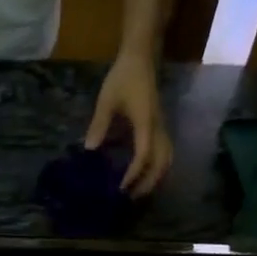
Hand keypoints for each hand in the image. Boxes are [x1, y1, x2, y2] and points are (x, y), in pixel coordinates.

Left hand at [85, 51, 172, 194]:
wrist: (141, 57)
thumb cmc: (123, 77)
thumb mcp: (106, 100)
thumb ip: (99, 125)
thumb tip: (90, 150)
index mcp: (146, 123)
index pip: (144, 154)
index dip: (134, 173)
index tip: (122, 187)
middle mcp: (158, 127)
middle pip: (161, 162)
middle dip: (148, 182)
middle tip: (131, 198)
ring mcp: (161, 126)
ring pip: (167, 158)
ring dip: (156, 177)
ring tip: (139, 191)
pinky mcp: (159, 125)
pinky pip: (164, 151)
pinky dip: (157, 167)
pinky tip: (144, 174)